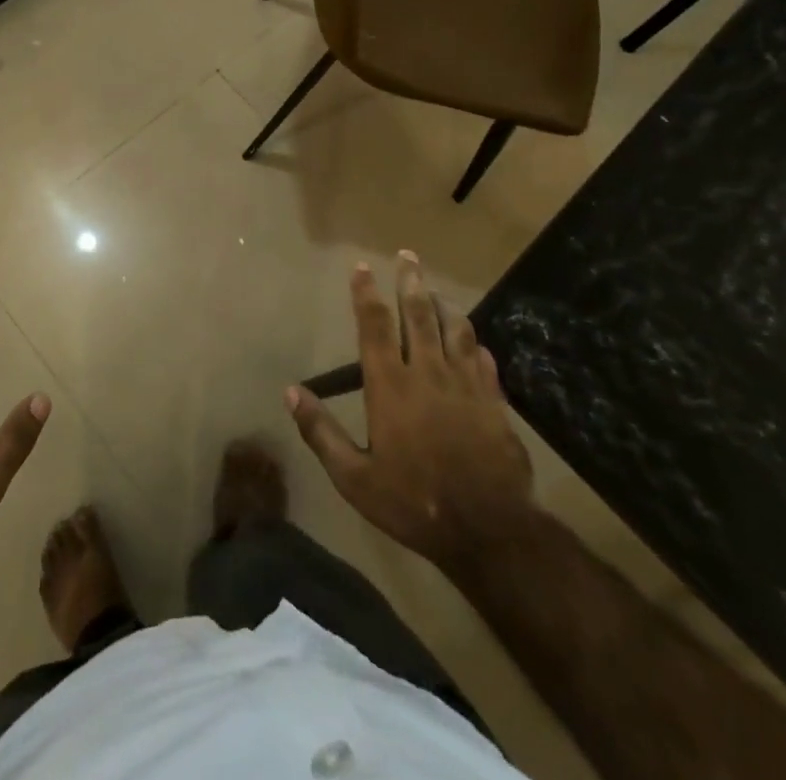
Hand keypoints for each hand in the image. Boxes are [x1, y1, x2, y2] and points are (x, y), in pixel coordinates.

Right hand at [288, 251, 533, 565]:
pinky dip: (474, 343)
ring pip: (456, 329)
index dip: (366, 293)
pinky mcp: (494, 401)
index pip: (374, 326)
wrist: (489, 531)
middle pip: (419, 314)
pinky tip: (472, 340)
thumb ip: (321, 432)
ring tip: (436, 289)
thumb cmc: (413, 502)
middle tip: (408, 255)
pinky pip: (483, 359)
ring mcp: (465, 384)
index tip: (362, 267)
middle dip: (411, 280)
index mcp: (390, 385)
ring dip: (444, 304)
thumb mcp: (354, 478)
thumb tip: (290, 392)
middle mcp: (427, 372)